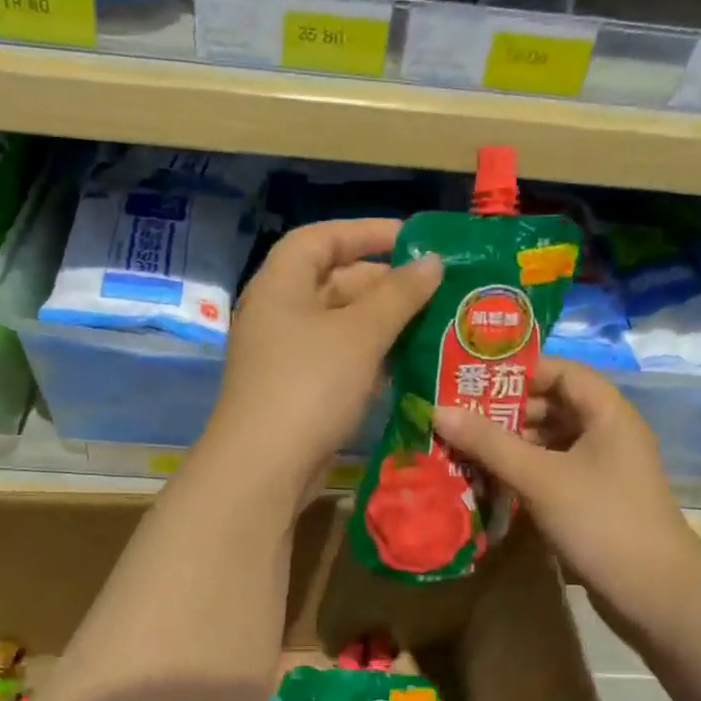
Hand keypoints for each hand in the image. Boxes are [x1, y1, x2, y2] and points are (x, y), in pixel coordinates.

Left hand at [201, 219, 441, 503]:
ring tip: (432, 324)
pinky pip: (339, 359)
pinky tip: (407, 364)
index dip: (366, 232)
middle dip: (384, 283)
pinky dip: (370, 356)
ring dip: (383, 323)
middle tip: (436, 289)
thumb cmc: (310, 385)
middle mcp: (279, 313)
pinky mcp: (297, 390)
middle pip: (334, 281)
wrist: (264, 468)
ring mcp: (286, 355)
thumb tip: (432, 262)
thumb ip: (399, 294)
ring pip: (340, 324)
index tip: (413, 239)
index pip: (321, 238)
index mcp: (281, 285)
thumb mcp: (360, 334)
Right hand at [432, 357, 700, 633]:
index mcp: (607, 413)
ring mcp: (602, 468)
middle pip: (552, 405)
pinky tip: (489, 481)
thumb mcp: (540, 478)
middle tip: (458, 417)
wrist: (655, 595)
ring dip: (510, 444)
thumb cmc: (601, 521)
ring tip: (464, 448)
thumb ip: (489, 443)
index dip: (519, 370)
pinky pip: (552, 471)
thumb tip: (437, 410)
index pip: (561, 371)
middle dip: (505, 410)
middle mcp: (608, 433)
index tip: (473, 378)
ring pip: (550, 441)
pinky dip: (522, 471)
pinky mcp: (593, 499)